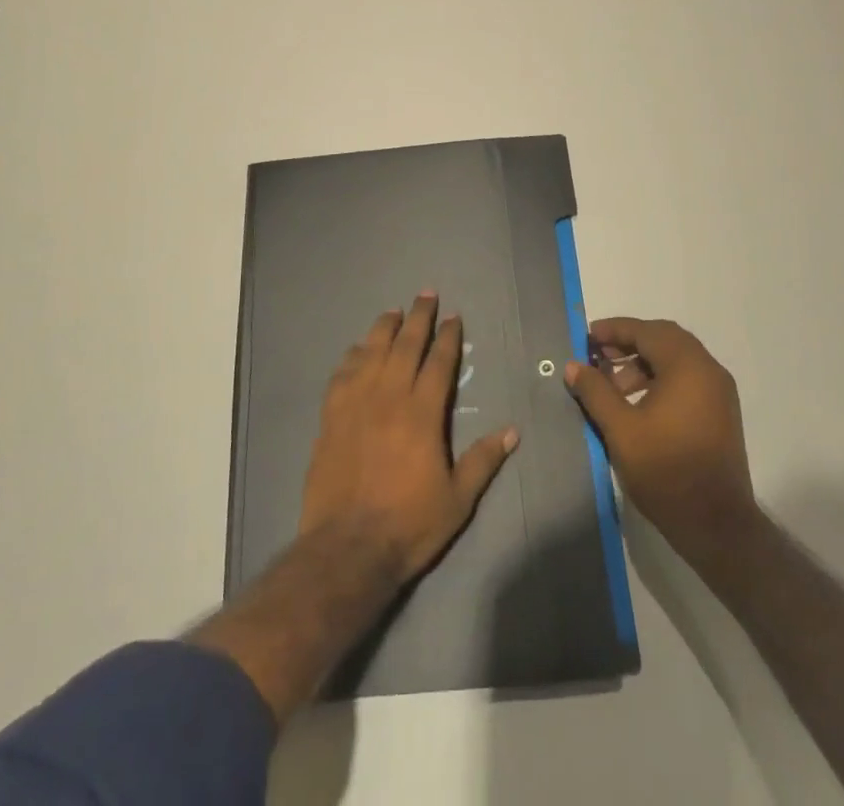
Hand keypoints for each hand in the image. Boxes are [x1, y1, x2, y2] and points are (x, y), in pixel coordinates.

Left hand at [300, 292, 518, 583]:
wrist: (346, 548)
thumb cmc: (408, 524)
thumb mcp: (458, 500)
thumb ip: (483, 461)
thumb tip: (512, 431)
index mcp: (422, 414)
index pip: (438, 363)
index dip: (447, 337)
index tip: (452, 316)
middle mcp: (389, 397)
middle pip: (405, 345)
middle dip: (418, 317)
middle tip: (425, 294)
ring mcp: (356, 404)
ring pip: (371, 352)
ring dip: (384, 328)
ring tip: (393, 312)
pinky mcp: (331, 417)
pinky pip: (342, 374)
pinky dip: (352, 356)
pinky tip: (357, 350)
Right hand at [565, 317, 756, 560]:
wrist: (716, 525)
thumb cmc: (665, 470)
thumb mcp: (620, 429)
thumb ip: (595, 391)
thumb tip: (573, 365)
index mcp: (687, 366)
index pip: (646, 331)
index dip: (614, 330)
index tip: (587, 337)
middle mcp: (708, 370)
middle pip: (664, 339)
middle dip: (629, 343)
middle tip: (598, 356)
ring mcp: (719, 392)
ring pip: (677, 359)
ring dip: (644, 362)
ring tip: (613, 386)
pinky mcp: (721, 413)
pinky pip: (687, 379)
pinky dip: (661, 378)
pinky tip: (638, 404)